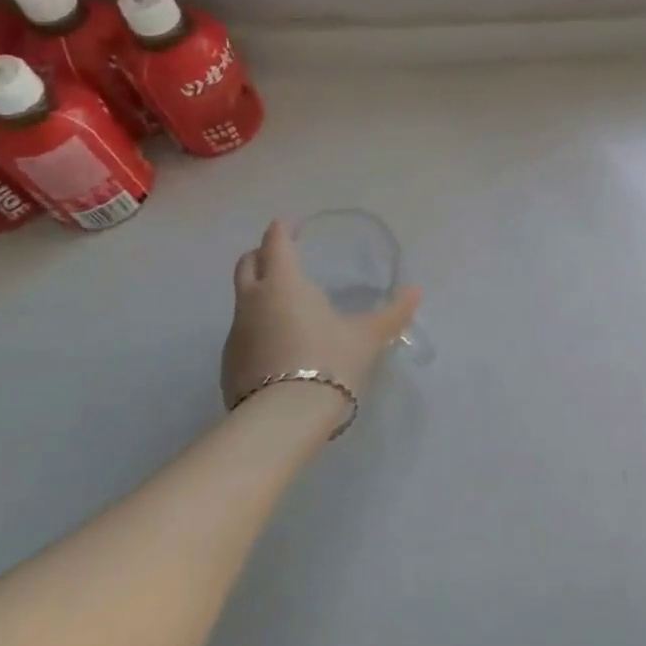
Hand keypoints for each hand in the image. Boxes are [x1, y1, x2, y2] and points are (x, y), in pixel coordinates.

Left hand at [220, 220, 422, 410]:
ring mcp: (236, 333)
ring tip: (286, 306)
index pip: (275, 243)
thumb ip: (393, 312)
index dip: (282, 230)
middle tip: (282, 257)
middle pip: (247, 265)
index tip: (291, 226)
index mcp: (284, 283)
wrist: (285, 419)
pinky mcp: (229, 363)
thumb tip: (416, 291)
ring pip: (243, 300)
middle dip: (261, 255)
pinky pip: (242, 333)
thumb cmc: (330, 361)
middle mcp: (253, 301)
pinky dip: (257, 328)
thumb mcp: (368, 336)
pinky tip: (279, 345)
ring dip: (259, 294)